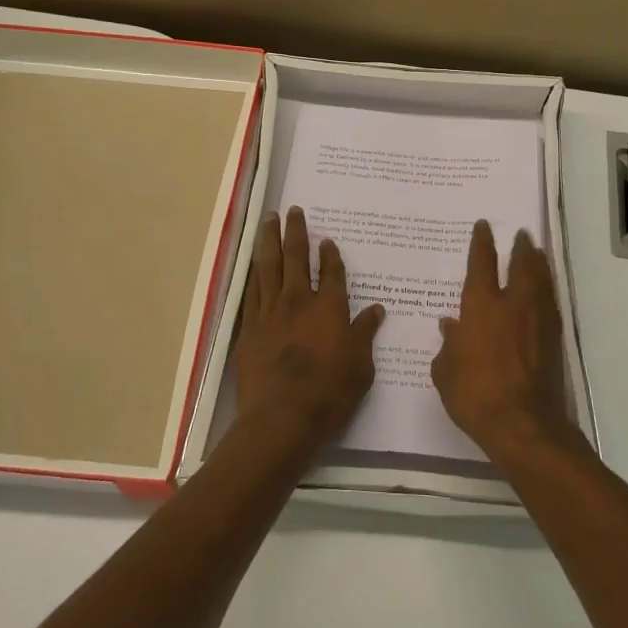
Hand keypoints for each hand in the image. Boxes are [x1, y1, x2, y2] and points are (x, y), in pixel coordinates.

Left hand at [232, 208, 385, 454]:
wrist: (281, 417)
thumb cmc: (330, 394)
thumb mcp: (361, 367)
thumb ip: (365, 334)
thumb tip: (377, 310)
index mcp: (330, 308)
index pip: (332, 272)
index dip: (330, 255)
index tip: (327, 240)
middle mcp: (299, 301)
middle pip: (296, 257)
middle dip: (296, 231)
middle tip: (293, 211)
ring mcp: (270, 311)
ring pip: (268, 266)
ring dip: (269, 240)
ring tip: (269, 221)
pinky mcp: (249, 327)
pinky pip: (252, 290)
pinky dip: (254, 272)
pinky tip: (254, 262)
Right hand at [431, 221, 575, 460]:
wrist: (523, 424)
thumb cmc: (474, 394)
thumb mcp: (445, 370)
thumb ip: (448, 344)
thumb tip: (449, 325)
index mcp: (481, 306)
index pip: (482, 263)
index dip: (482, 242)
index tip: (484, 226)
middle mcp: (513, 304)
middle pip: (521, 265)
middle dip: (520, 247)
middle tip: (522, 234)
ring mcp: (538, 321)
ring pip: (541, 281)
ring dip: (539, 264)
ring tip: (537, 253)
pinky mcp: (554, 340)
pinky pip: (550, 304)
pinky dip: (547, 291)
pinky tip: (545, 293)